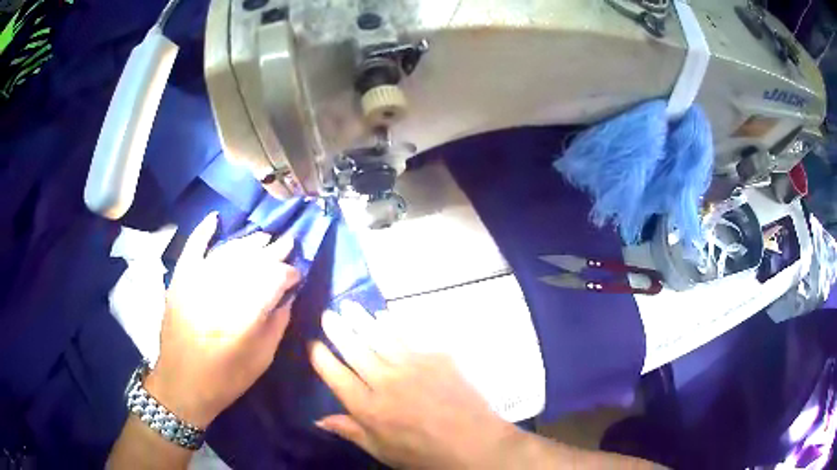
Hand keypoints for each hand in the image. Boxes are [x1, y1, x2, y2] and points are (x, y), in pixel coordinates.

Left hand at [145, 213, 300, 427]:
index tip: (297, 276)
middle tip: (288, 243)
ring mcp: (195, 283)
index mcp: (243, 317)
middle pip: (251, 262)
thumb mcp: (261, 360)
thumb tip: (288, 296)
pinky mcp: (179, 281)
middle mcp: (220, 292)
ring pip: (227, 252)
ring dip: (248, 243)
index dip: (289, 273)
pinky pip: (192, 249)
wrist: (181, 385)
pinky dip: (202, 232)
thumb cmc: (225, 379)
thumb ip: (277, 325)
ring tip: (265, 237)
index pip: (272, 280)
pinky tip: (215, 218)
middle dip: (273, 251)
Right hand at [309, 303, 518, 468]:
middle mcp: (385, 381)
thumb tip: (318, 419)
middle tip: (328, 314)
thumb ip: (350, 432)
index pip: (336, 376)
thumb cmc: (424, 454)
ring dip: (362, 320)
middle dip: (338, 330)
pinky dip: (394, 324)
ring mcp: (413, 366)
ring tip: (349, 306)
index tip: (312, 343)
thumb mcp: (382, 451)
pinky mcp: (436, 358)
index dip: (320, 357)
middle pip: (355, 350)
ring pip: (379, 336)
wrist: (474, 443)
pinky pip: (410, 336)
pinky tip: (384, 315)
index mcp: (369, 408)